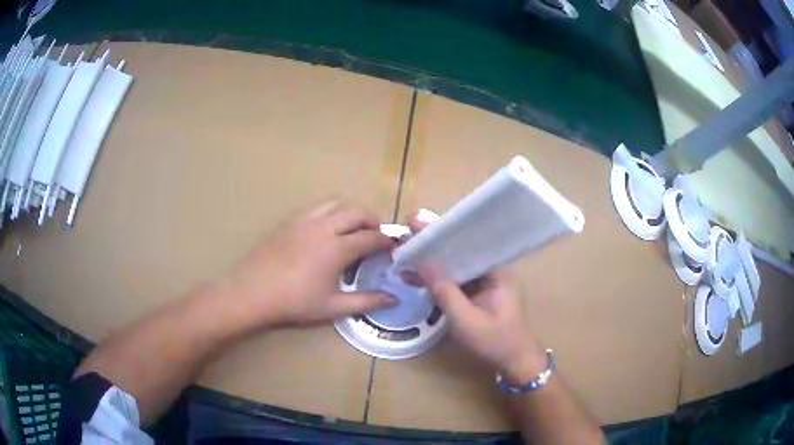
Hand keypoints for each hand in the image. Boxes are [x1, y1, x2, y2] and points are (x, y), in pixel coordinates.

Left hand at [226, 199, 397, 327]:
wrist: (254, 291)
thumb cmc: (295, 302)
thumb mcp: (333, 306)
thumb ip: (367, 301)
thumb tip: (394, 299)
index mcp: (338, 248)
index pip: (371, 237)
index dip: (387, 240)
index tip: (394, 246)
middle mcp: (325, 227)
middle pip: (357, 211)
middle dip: (374, 219)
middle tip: (378, 234)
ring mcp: (306, 220)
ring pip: (337, 202)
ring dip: (353, 210)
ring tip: (356, 226)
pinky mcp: (291, 220)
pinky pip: (319, 207)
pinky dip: (333, 211)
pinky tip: (328, 228)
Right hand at [409, 214, 544, 382]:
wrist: (514, 361)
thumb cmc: (494, 341)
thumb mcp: (465, 320)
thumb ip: (444, 291)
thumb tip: (422, 264)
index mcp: (498, 271)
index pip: (468, 244)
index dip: (442, 234)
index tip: (417, 225)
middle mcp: (494, 271)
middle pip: (461, 252)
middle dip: (433, 246)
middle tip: (406, 237)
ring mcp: (488, 282)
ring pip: (457, 266)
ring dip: (434, 264)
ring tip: (405, 256)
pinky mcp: (481, 292)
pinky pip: (459, 280)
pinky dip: (440, 280)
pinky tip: (417, 279)